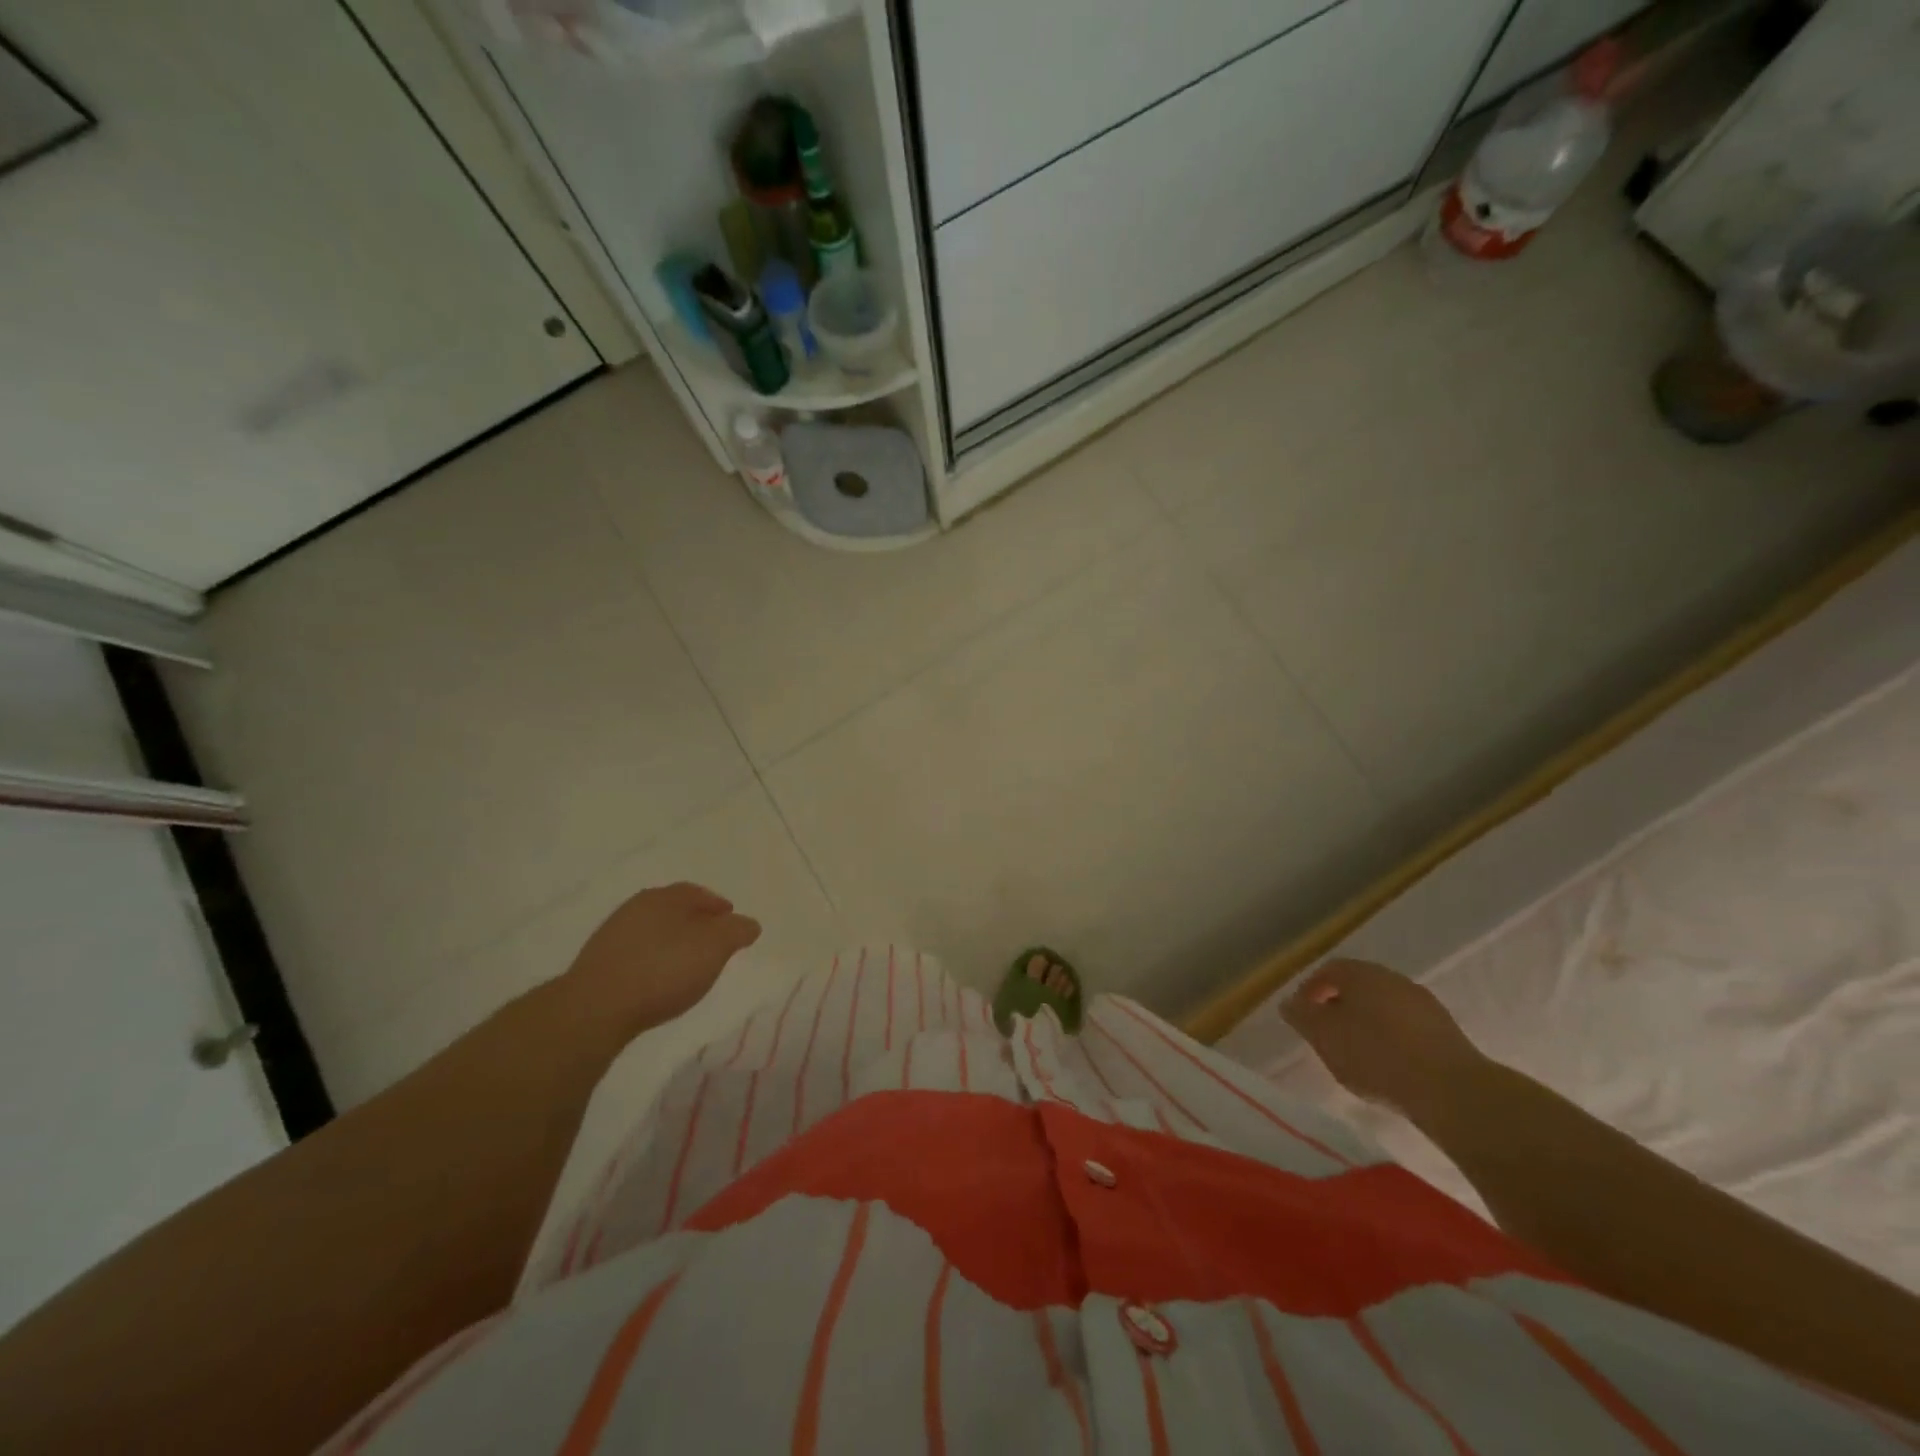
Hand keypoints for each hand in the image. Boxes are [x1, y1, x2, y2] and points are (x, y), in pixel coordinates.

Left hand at [561, 882, 761, 1036]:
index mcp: (665, 897)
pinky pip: (636, 954)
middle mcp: (637, 907)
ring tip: (687, 964)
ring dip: (672, 942)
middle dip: (695, 922)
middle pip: (673, 909)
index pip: (697, 893)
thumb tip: (748, 924)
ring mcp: (613, 935)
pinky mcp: (598, 964)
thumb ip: (736, 931)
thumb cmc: (664, 969)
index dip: (718, 906)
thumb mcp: (715, 948)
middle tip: (713, 941)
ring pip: (653, 931)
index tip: (731, 919)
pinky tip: (659, 979)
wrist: (595, 1008)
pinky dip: (653, 960)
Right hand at [1281, 958, 1485, 1114]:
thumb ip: (1302, 1017)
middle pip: (1358, 987)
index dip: (1311, 990)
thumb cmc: (1376, 1056)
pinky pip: (1407, 1027)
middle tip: (1328, 1035)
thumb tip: (1290, 1003)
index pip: (1328, 970)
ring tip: (1358, 1055)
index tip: (1303, 1016)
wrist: (1452, 1090)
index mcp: (1362, 973)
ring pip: (1384, 1007)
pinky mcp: (1447, 1032)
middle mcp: (1393, 979)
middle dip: (1339, 1007)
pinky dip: (1392, 1039)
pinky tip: (1389, 1065)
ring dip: (1367, 1024)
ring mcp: (1424, 1004)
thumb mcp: (1324, 1037)